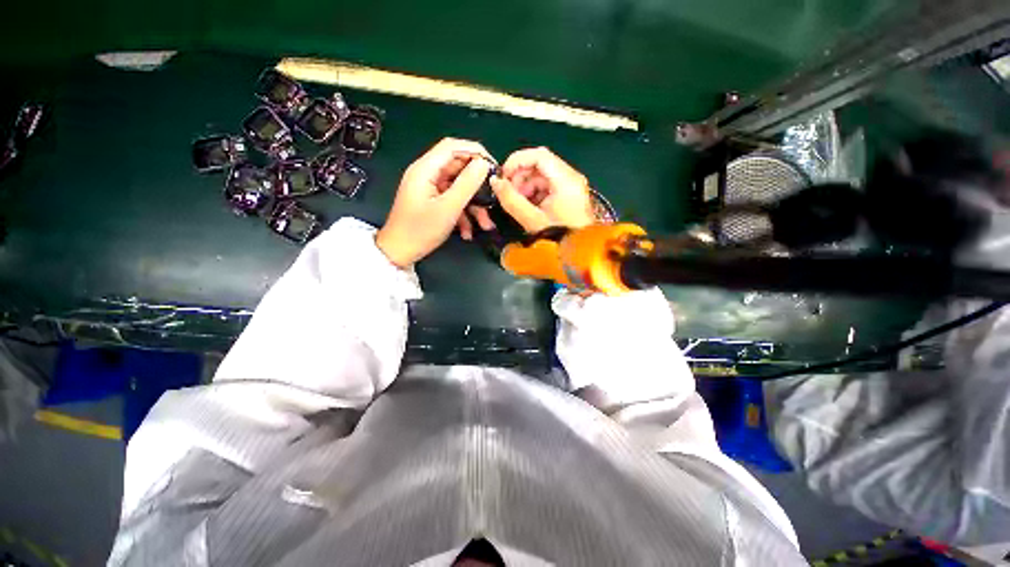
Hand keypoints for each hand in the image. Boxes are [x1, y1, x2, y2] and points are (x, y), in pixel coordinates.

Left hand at [376, 138, 491, 267]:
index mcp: (426, 169)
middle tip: (494, 198)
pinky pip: (452, 201)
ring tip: (485, 225)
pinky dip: (463, 214)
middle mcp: (427, 174)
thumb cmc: (421, 230)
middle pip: (458, 169)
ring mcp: (429, 189)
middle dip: (477, 186)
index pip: (452, 147)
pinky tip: (468, 232)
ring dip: (473, 206)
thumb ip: (467, 184)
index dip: (475, 152)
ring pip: (458, 189)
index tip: (493, 167)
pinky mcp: (432, 202)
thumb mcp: (448, 208)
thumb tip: (483, 164)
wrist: (399, 252)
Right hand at [491, 147, 594, 232]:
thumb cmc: (559, 238)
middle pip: (540, 163)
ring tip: (519, 204)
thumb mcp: (531, 220)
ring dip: (526, 186)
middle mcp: (571, 178)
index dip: (517, 161)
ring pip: (542, 175)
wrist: (578, 253)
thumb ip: (511, 199)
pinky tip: (529, 207)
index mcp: (565, 180)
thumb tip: (495, 182)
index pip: (538, 155)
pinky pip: (548, 185)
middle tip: (510, 193)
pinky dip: (534, 192)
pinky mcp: (569, 194)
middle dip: (520, 176)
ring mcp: (571, 185)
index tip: (503, 176)